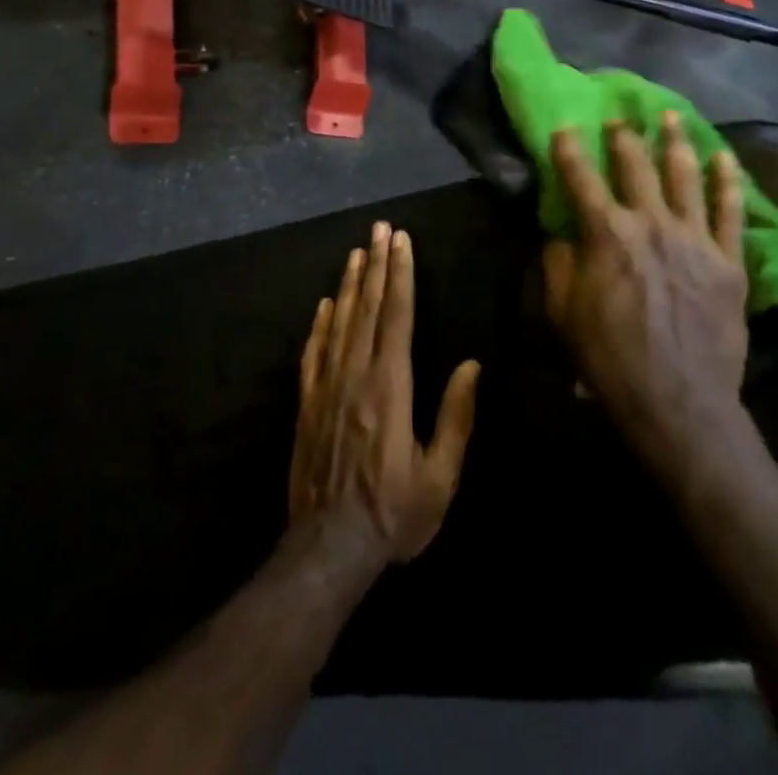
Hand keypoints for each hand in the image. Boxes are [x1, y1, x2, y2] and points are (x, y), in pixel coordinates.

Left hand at [289, 223, 481, 572]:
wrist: (327, 549)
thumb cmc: (393, 515)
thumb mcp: (440, 477)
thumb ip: (456, 417)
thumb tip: (471, 365)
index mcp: (390, 386)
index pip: (398, 316)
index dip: (401, 275)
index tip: (402, 242)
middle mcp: (356, 375)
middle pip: (369, 309)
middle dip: (377, 265)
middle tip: (380, 229)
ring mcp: (327, 387)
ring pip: (340, 322)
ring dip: (351, 285)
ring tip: (357, 252)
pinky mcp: (307, 404)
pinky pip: (314, 352)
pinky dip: (320, 324)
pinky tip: (326, 303)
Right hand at [543, 115, 749, 467]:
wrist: (678, 402)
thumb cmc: (610, 359)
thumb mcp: (563, 313)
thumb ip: (558, 265)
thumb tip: (561, 234)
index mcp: (607, 234)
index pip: (581, 178)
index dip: (569, 149)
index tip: (564, 127)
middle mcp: (651, 223)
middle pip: (636, 166)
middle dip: (623, 137)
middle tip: (619, 118)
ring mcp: (694, 238)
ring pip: (685, 175)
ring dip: (675, 141)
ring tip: (671, 116)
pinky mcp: (728, 259)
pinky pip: (731, 210)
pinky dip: (728, 180)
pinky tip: (725, 157)